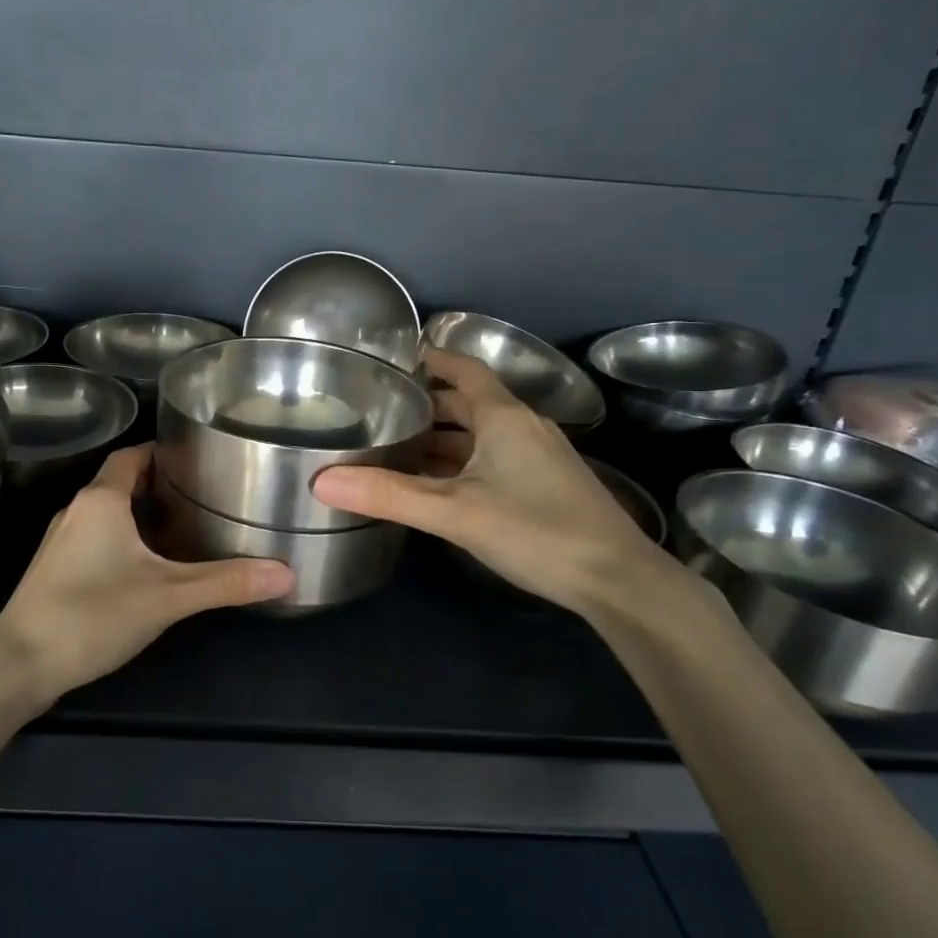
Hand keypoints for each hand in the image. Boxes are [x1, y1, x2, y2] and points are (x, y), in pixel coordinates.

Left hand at [0, 445, 294, 704]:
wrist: (18, 666)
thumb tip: (287, 573)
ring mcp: (60, 540)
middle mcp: (77, 510)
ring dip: (140, 512)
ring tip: (183, 525)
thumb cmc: (92, 615)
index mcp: (101, 500)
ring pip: (107, 511)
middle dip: (160, 484)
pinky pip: (95, 537)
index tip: (199, 458)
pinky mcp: (54, 568)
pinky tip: (145, 564)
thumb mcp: (167, 597)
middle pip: (121, 481)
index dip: (164, 451)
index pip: (133, 455)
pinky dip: (123, 538)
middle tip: (203, 493)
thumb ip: (225, 583)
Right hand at [313, 347, 702, 625]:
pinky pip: (493, 458)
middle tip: (381, 407)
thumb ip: (389, 495)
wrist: (617, 580)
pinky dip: (462, 461)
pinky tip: (437, 483)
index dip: (432, 358)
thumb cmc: (536, 530)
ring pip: (481, 434)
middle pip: (469, 401)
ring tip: (397, 444)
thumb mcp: (454, 512)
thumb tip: (321, 481)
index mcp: (504, 417)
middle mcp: (522, 428)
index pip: (464, 369)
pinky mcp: (544, 486)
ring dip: (443, 436)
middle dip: (428, 402)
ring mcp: (538, 458)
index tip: (394, 358)